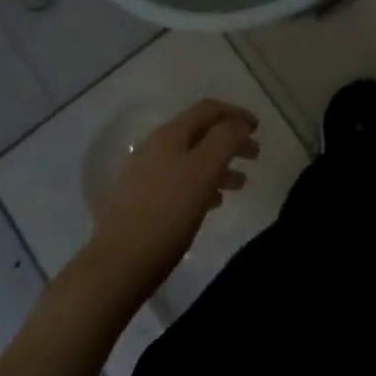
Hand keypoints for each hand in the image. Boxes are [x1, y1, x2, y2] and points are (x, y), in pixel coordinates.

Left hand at [84, 99, 259, 305]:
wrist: (117, 265)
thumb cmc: (168, 213)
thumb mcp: (204, 170)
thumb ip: (225, 139)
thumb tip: (239, 123)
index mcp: (171, 134)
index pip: (208, 109)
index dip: (236, 113)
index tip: (258, 128)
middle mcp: (155, 147)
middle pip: (200, 133)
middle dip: (230, 140)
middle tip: (255, 154)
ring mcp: (145, 175)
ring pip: (191, 159)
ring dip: (219, 164)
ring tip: (241, 183)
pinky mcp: (140, 202)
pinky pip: (179, 181)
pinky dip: (202, 183)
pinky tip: (213, 203)